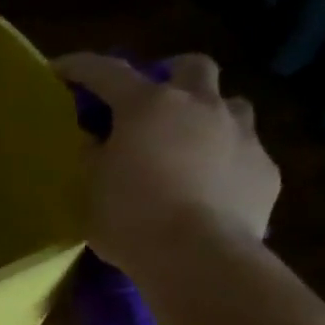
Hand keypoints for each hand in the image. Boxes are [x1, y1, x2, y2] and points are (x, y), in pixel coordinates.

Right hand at [52, 52, 279, 277]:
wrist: (197, 258)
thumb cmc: (130, 218)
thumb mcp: (90, 188)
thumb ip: (92, 156)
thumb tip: (94, 142)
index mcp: (148, 106)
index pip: (106, 72)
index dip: (79, 67)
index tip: (59, 70)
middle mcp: (200, 106)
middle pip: (192, 66)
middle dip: (171, 74)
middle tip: (153, 101)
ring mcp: (241, 135)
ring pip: (230, 105)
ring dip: (209, 115)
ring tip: (190, 145)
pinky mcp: (265, 169)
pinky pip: (245, 153)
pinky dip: (225, 162)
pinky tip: (211, 189)